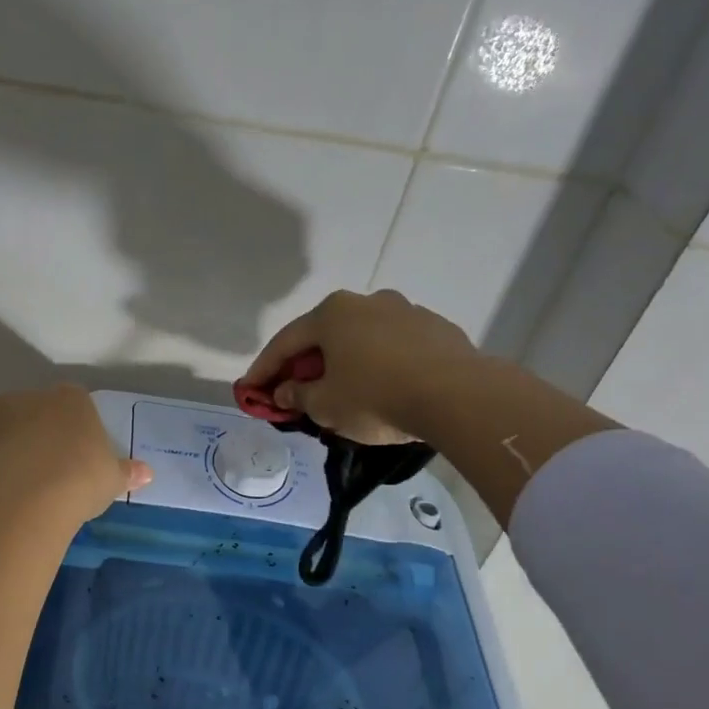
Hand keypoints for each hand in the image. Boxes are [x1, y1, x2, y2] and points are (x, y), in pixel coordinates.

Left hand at [0, 384, 152, 521]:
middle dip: (42, 429)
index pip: (75, 403)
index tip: (81, 453)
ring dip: (6, 437)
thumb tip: (148, 473)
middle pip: (37, 409)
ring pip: (2, 422)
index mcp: (72, 400)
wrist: (41, 493)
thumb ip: (127, 471)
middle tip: (53, 464)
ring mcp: (1, 421)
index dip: (77, 428)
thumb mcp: (114, 476)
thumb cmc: (85, 477)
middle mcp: (34, 400)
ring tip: (16, 467)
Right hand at [240, 289, 477, 444]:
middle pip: (324, 335)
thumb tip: (286, 391)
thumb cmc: (377, 397)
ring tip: (342, 389)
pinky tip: (383, 387)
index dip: (264, 369)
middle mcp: (366, 302)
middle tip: (294, 389)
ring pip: (361, 338)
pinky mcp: (436, 329)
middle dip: (305, 363)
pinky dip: (379, 363)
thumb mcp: (326, 406)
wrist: (458, 396)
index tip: (250, 390)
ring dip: (345, 361)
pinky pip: (394, 346)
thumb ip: (298, 396)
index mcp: (332, 314)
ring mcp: (405, 311)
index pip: (286, 342)